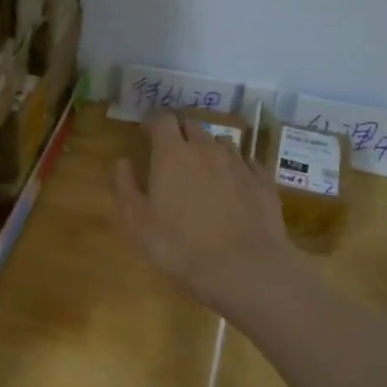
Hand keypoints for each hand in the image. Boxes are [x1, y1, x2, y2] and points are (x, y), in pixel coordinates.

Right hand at [113, 113, 302, 315]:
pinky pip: (247, 164)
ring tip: (204, 171)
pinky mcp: (263, 181)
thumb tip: (123, 162)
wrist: (243, 266)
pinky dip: (237, 168)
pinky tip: (235, 186)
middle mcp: (207, 149)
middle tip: (172, 154)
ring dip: (209, 150)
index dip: (153, 124)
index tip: (147, 134)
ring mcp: (239, 163)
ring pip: (221, 142)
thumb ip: (126, 186)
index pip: (162, 120)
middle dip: (180, 134)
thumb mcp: (138, 222)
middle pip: (192, 126)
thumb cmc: (179, 245)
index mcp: (172, 154)